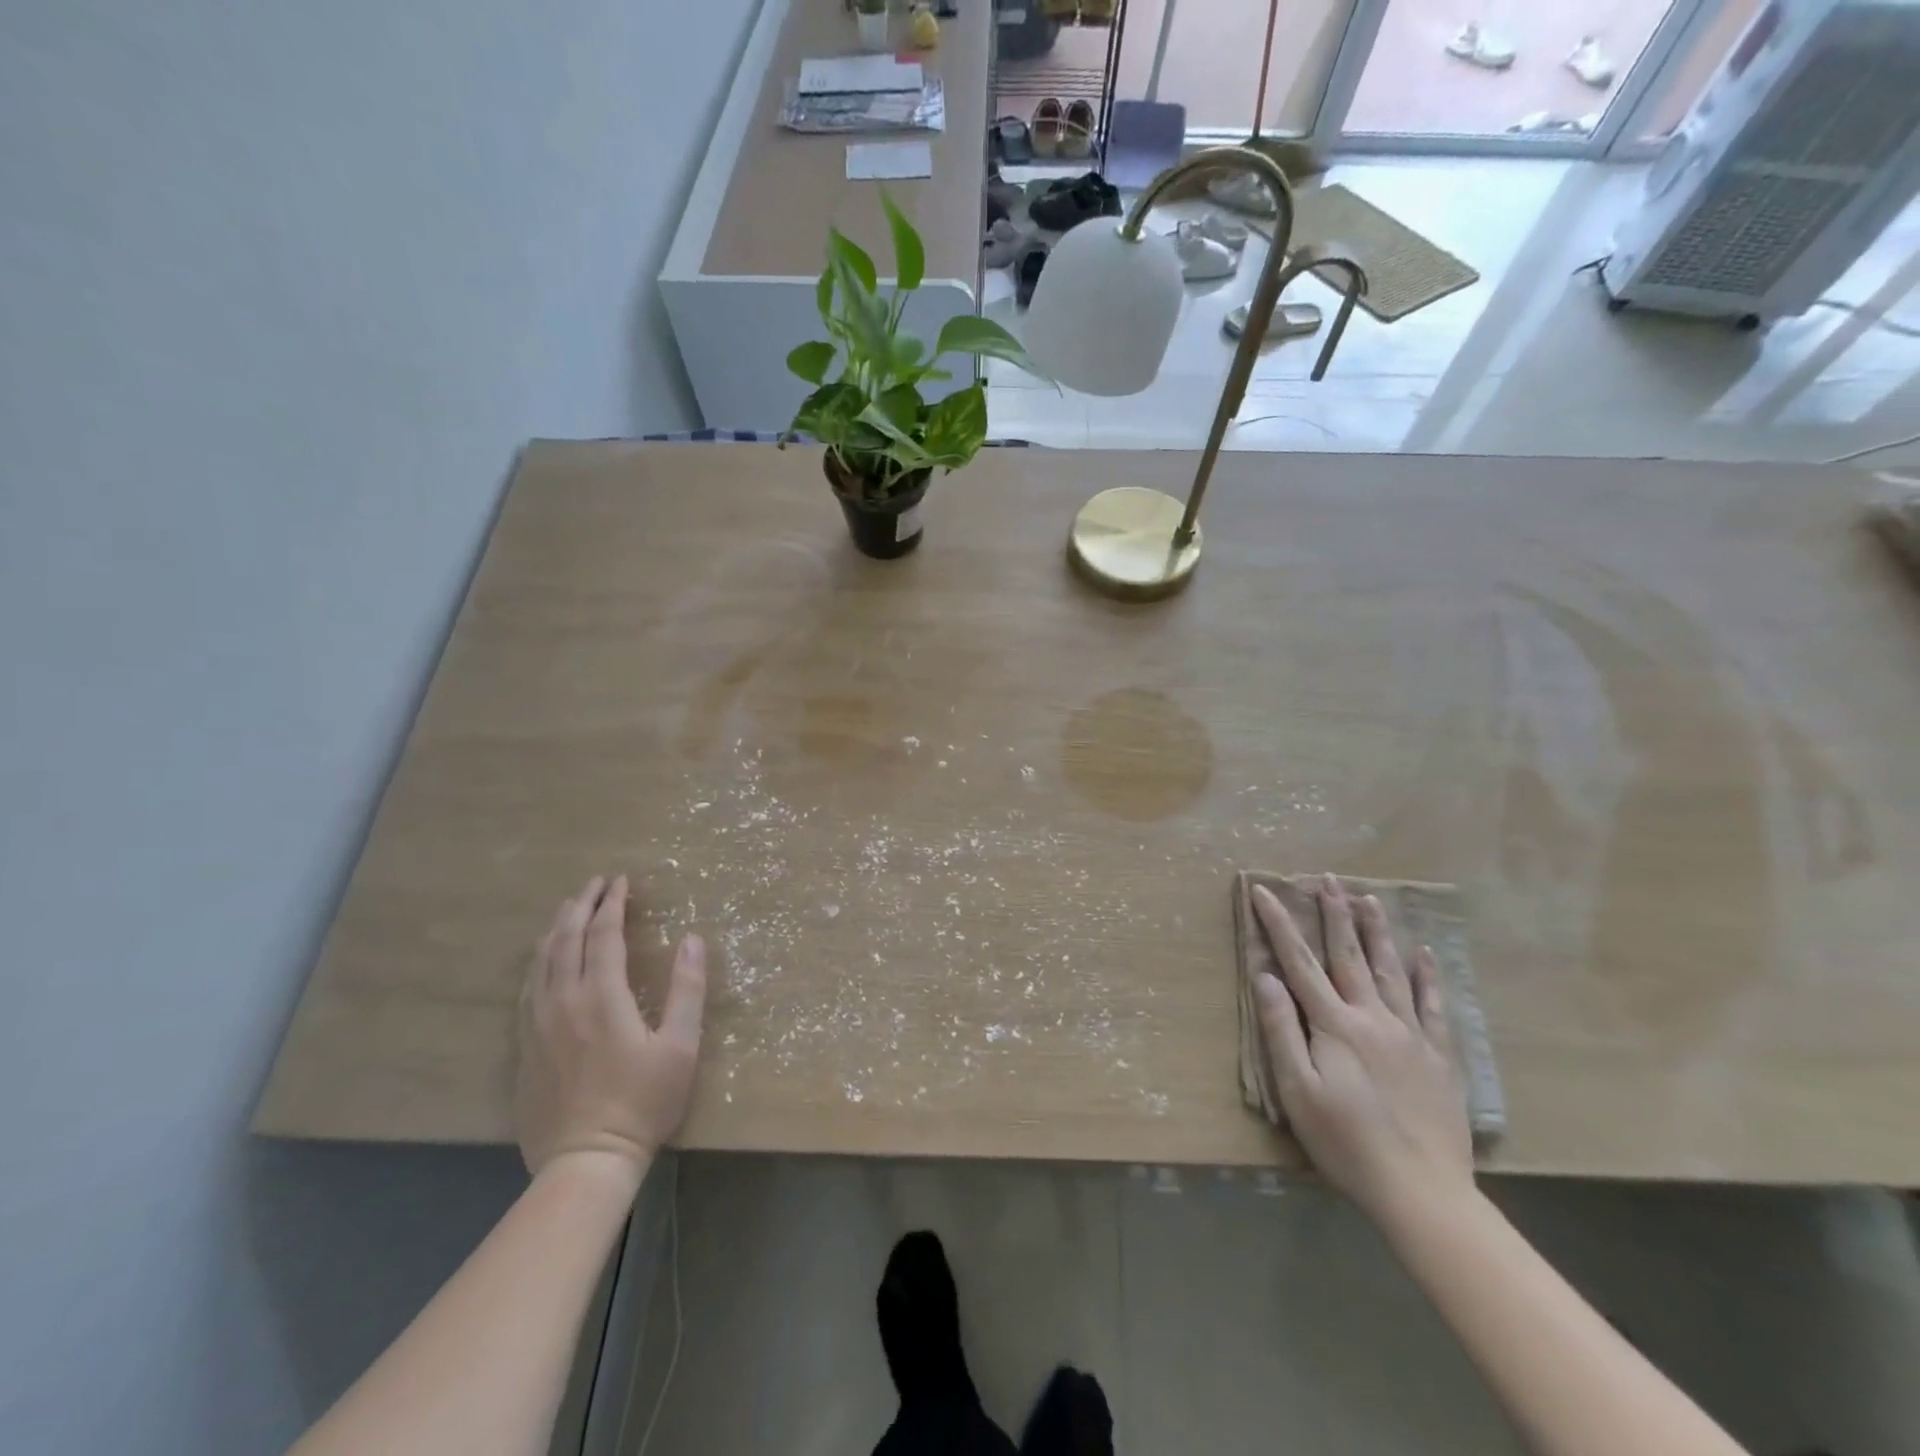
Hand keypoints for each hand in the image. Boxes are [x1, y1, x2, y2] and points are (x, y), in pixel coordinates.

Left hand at [515, 875, 705, 1178]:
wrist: (585, 1161)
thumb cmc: (642, 1102)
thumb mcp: (679, 1046)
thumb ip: (687, 989)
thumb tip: (693, 939)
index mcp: (602, 997)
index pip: (604, 935)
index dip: (613, 903)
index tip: (622, 881)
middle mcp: (564, 1001)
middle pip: (566, 939)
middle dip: (581, 905)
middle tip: (594, 883)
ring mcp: (537, 1025)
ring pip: (541, 961)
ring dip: (557, 928)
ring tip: (569, 909)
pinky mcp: (524, 1047)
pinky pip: (527, 988)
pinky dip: (539, 961)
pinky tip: (544, 960)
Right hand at [1250, 874, 1473, 1225]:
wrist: (1423, 1193)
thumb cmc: (1346, 1143)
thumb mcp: (1298, 1091)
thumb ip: (1282, 1030)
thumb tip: (1266, 977)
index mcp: (1335, 1025)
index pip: (1300, 963)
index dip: (1279, 925)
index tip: (1264, 891)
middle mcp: (1373, 1018)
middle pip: (1349, 956)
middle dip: (1335, 914)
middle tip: (1328, 879)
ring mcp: (1411, 1035)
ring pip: (1391, 971)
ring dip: (1377, 932)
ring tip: (1369, 899)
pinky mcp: (1439, 1058)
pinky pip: (1434, 1007)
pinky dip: (1427, 977)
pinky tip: (1424, 955)